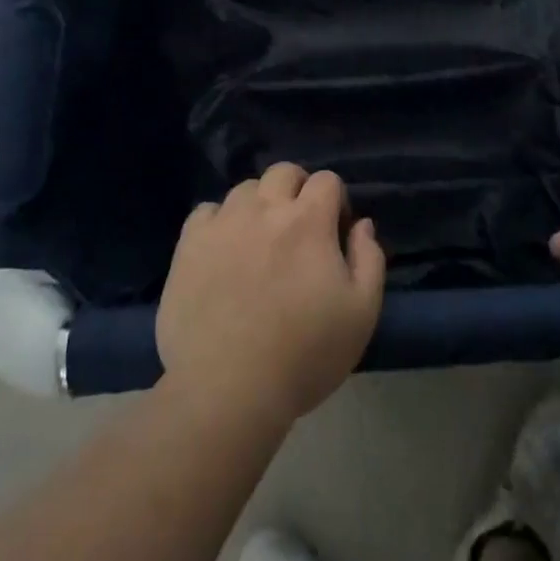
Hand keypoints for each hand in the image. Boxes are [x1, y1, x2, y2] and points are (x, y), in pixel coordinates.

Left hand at [157, 164, 385, 427]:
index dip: (335, 201)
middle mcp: (264, 208)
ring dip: (259, 204)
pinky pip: (206, 212)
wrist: (228, 389)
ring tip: (259, 240)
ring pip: (245, 189)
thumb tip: (362, 224)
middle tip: (299, 227)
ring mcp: (223, 223)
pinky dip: (219, 221)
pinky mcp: (190, 244)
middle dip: (298, 189)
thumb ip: (369, 259)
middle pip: (283, 172)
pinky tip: (223, 250)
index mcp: (308, 221)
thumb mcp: (361, 313)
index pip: (326, 180)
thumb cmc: (305, 354)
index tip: (335, 232)